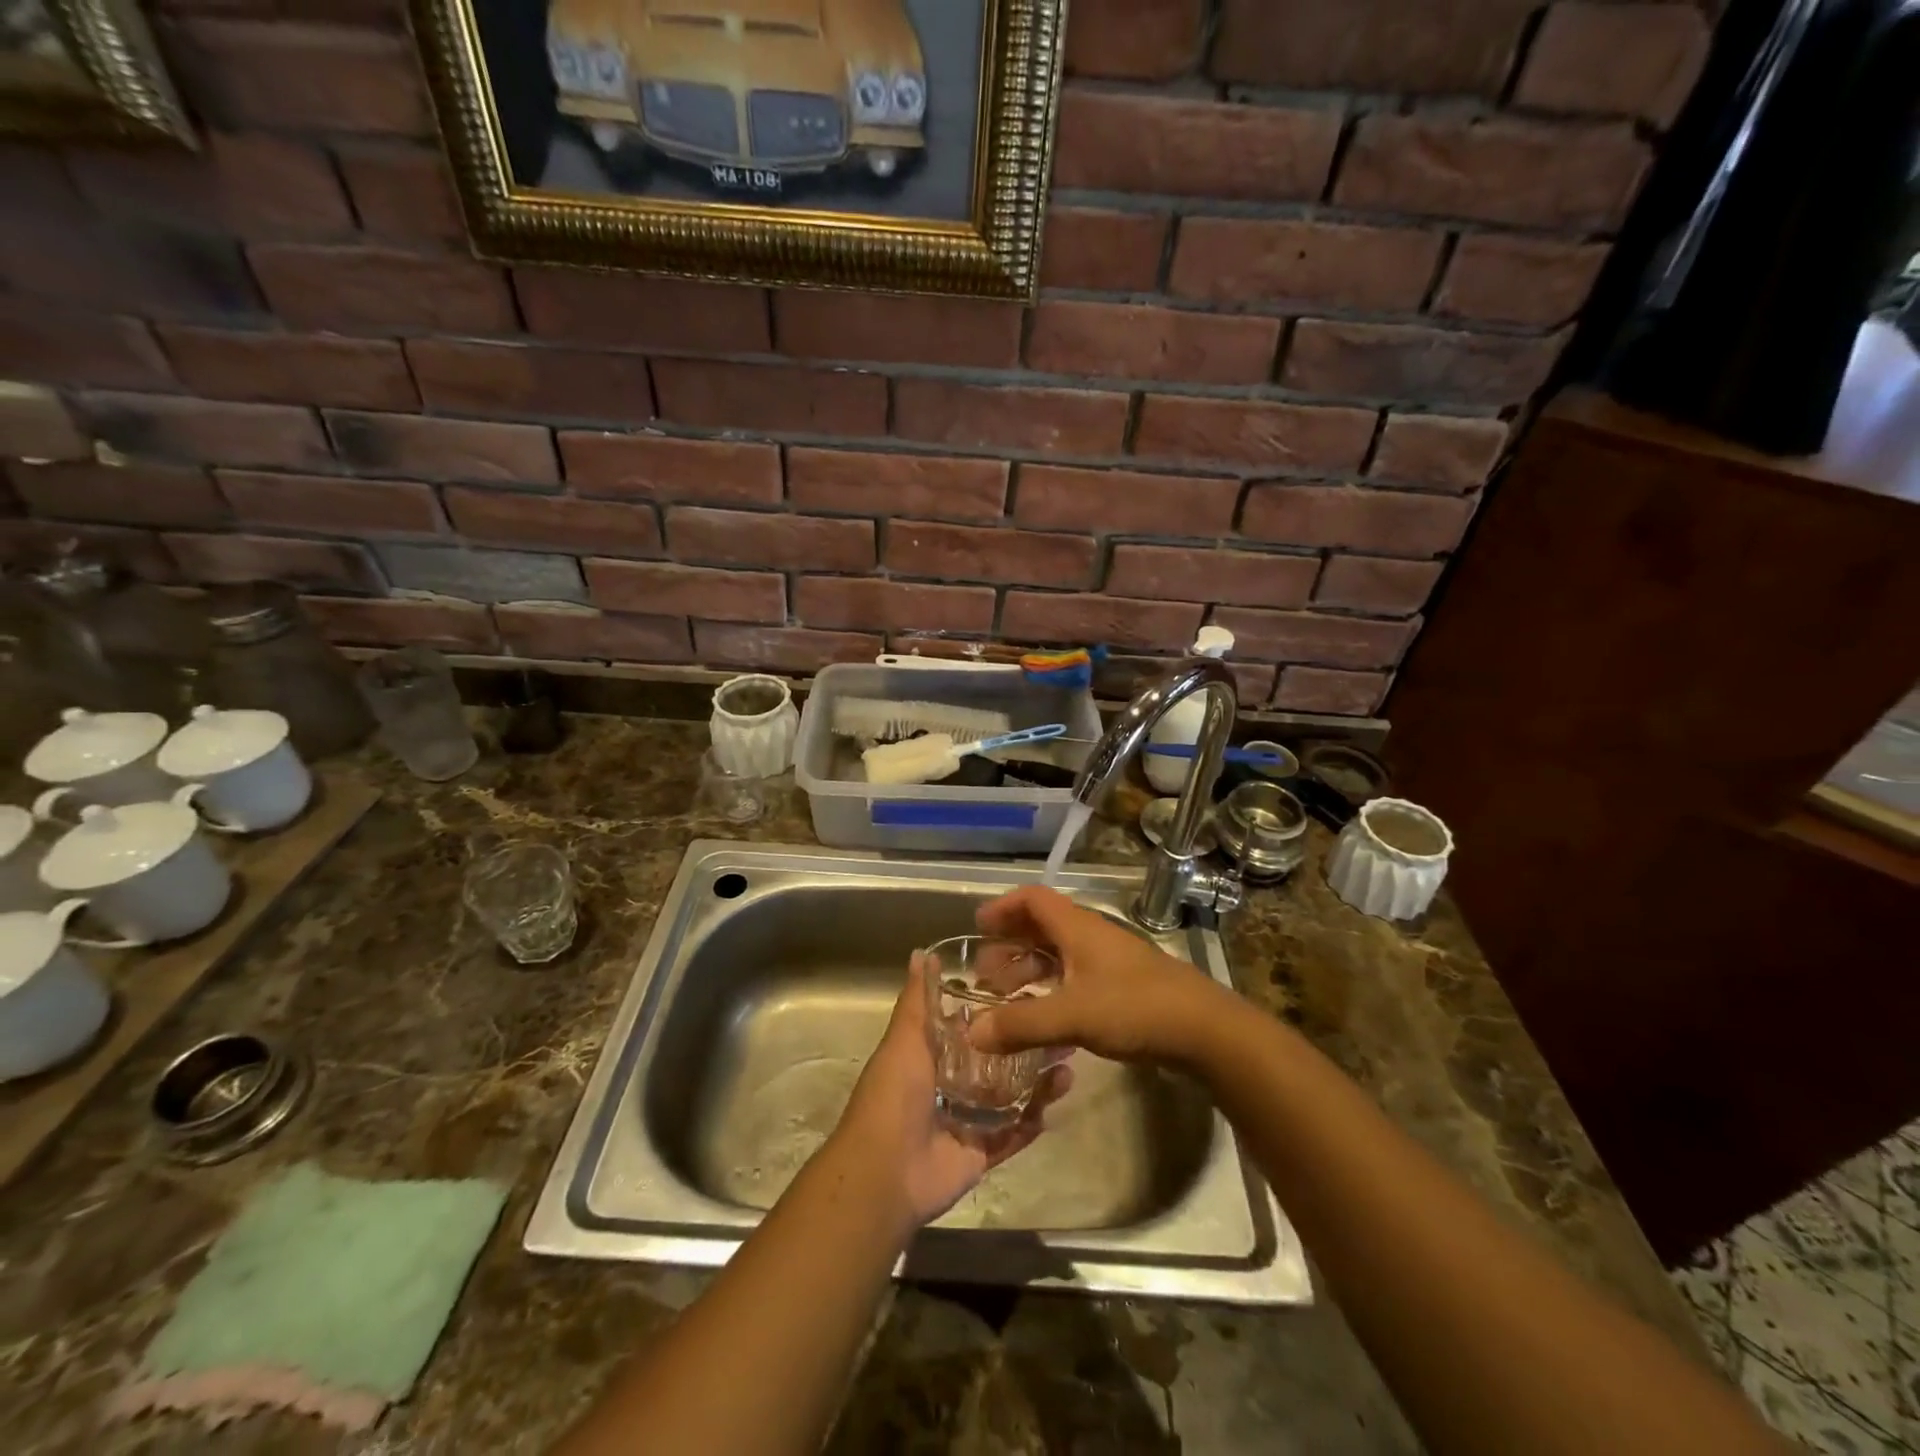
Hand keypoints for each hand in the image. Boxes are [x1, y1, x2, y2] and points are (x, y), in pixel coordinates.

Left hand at [831, 959, 1071, 1229]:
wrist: (886, 1172)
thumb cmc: (894, 1095)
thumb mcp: (904, 1039)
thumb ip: (917, 1000)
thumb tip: (921, 952)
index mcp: (932, 1056)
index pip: (971, 1026)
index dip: (998, 1010)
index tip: (1031, 989)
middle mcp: (952, 1084)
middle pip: (997, 1061)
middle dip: (1027, 1046)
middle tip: (1062, 1028)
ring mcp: (969, 1120)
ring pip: (1011, 1096)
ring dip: (1038, 1082)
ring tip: (1068, 1064)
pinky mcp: (982, 1152)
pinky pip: (1013, 1134)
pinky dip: (1033, 1121)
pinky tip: (1057, 1101)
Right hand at [968, 885, 1236, 1065]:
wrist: (1206, 1030)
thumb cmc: (1136, 1008)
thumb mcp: (1072, 1016)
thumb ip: (1021, 1024)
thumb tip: (972, 1032)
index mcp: (1078, 928)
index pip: (1033, 899)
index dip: (1003, 907)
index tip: (978, 927)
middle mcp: (1092, 936)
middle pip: (1043, 927)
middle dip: (1011, 945)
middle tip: (985, 973)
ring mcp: (1111, 962)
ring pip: (1061, 954)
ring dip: (1031, 969)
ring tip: (1007, 998)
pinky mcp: (1125, 987)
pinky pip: (1077, 977)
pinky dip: (1053, 989)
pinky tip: (1045, 1017)